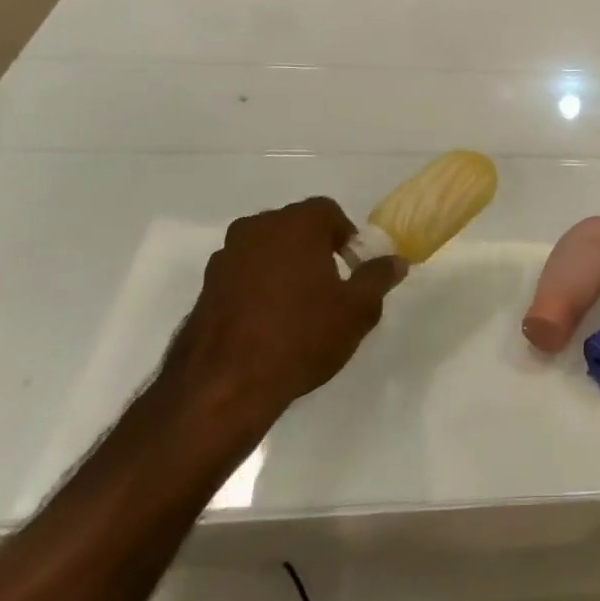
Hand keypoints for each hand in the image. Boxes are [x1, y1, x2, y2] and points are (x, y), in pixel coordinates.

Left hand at [160, 199, 404, 438]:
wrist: (223, 388)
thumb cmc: (300, 336)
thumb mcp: (357, 310)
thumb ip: (378, 278)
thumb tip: (395, 261)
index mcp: (296, 223)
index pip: (329, 212)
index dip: (345, 238)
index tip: (352, 269)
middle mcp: (257, 228)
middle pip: (295, 228)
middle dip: (314, 251)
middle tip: (329, 288)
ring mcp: (225, 258)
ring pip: (265, 252)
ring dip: (282, 269)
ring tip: (296, 310)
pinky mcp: (204, 289)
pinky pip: (242, 277)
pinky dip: (256, 290)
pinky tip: (266, 326)